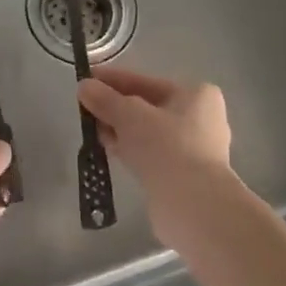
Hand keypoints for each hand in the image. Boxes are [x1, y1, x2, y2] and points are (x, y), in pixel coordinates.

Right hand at [77, 66, 243, 247]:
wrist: (192, 206)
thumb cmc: (165, 147)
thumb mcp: (129, 116)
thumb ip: (105, 99)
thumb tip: (83, 86)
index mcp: (197, 94)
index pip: (146, 82)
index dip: (113, 80)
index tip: (86, 79)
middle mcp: (201, 118)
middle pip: (148, 106)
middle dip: (115, 107)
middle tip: (85, 108)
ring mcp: (195, 149)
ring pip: (148, 132)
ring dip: (120, 130)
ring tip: (92, 131)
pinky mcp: (185, 175)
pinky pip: (151, 153)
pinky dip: (131, 149)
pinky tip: (109, 150)